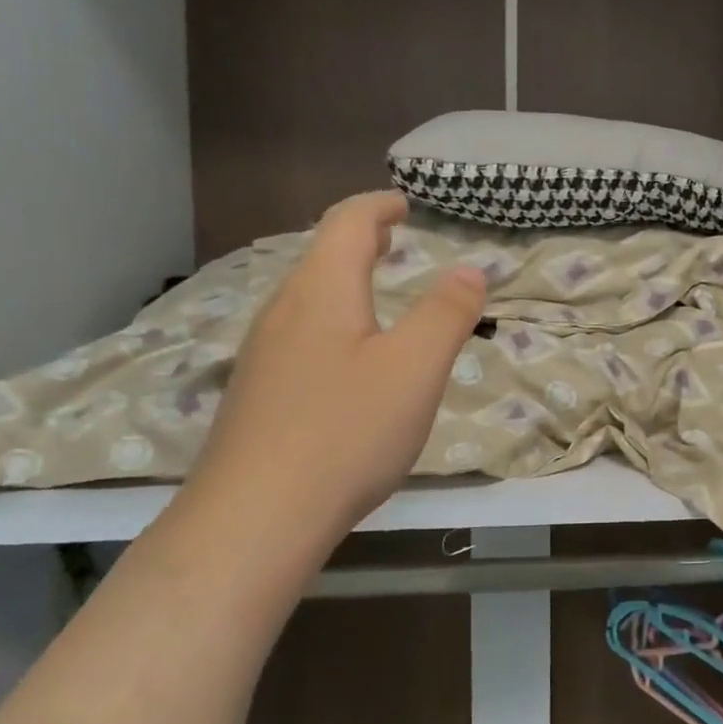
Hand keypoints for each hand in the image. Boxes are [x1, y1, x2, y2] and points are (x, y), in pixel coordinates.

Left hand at [177, 192, 485, 564]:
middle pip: (320, 257)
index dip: (378, 206)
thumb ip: (446, 314)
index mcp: (321, 292)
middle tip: (394, 240)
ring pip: (307, 298)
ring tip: (374, 290)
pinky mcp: (258, 395)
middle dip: (360, 241)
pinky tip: (346, 359)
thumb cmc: (344, 433)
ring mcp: (263, 355)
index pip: (347, 224)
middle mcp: (283, 312)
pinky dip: (332, 320)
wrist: (253, 520)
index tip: (404, 203)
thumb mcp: (415, 370)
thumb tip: (469, 270)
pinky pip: (299, 334)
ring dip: (344, 281)